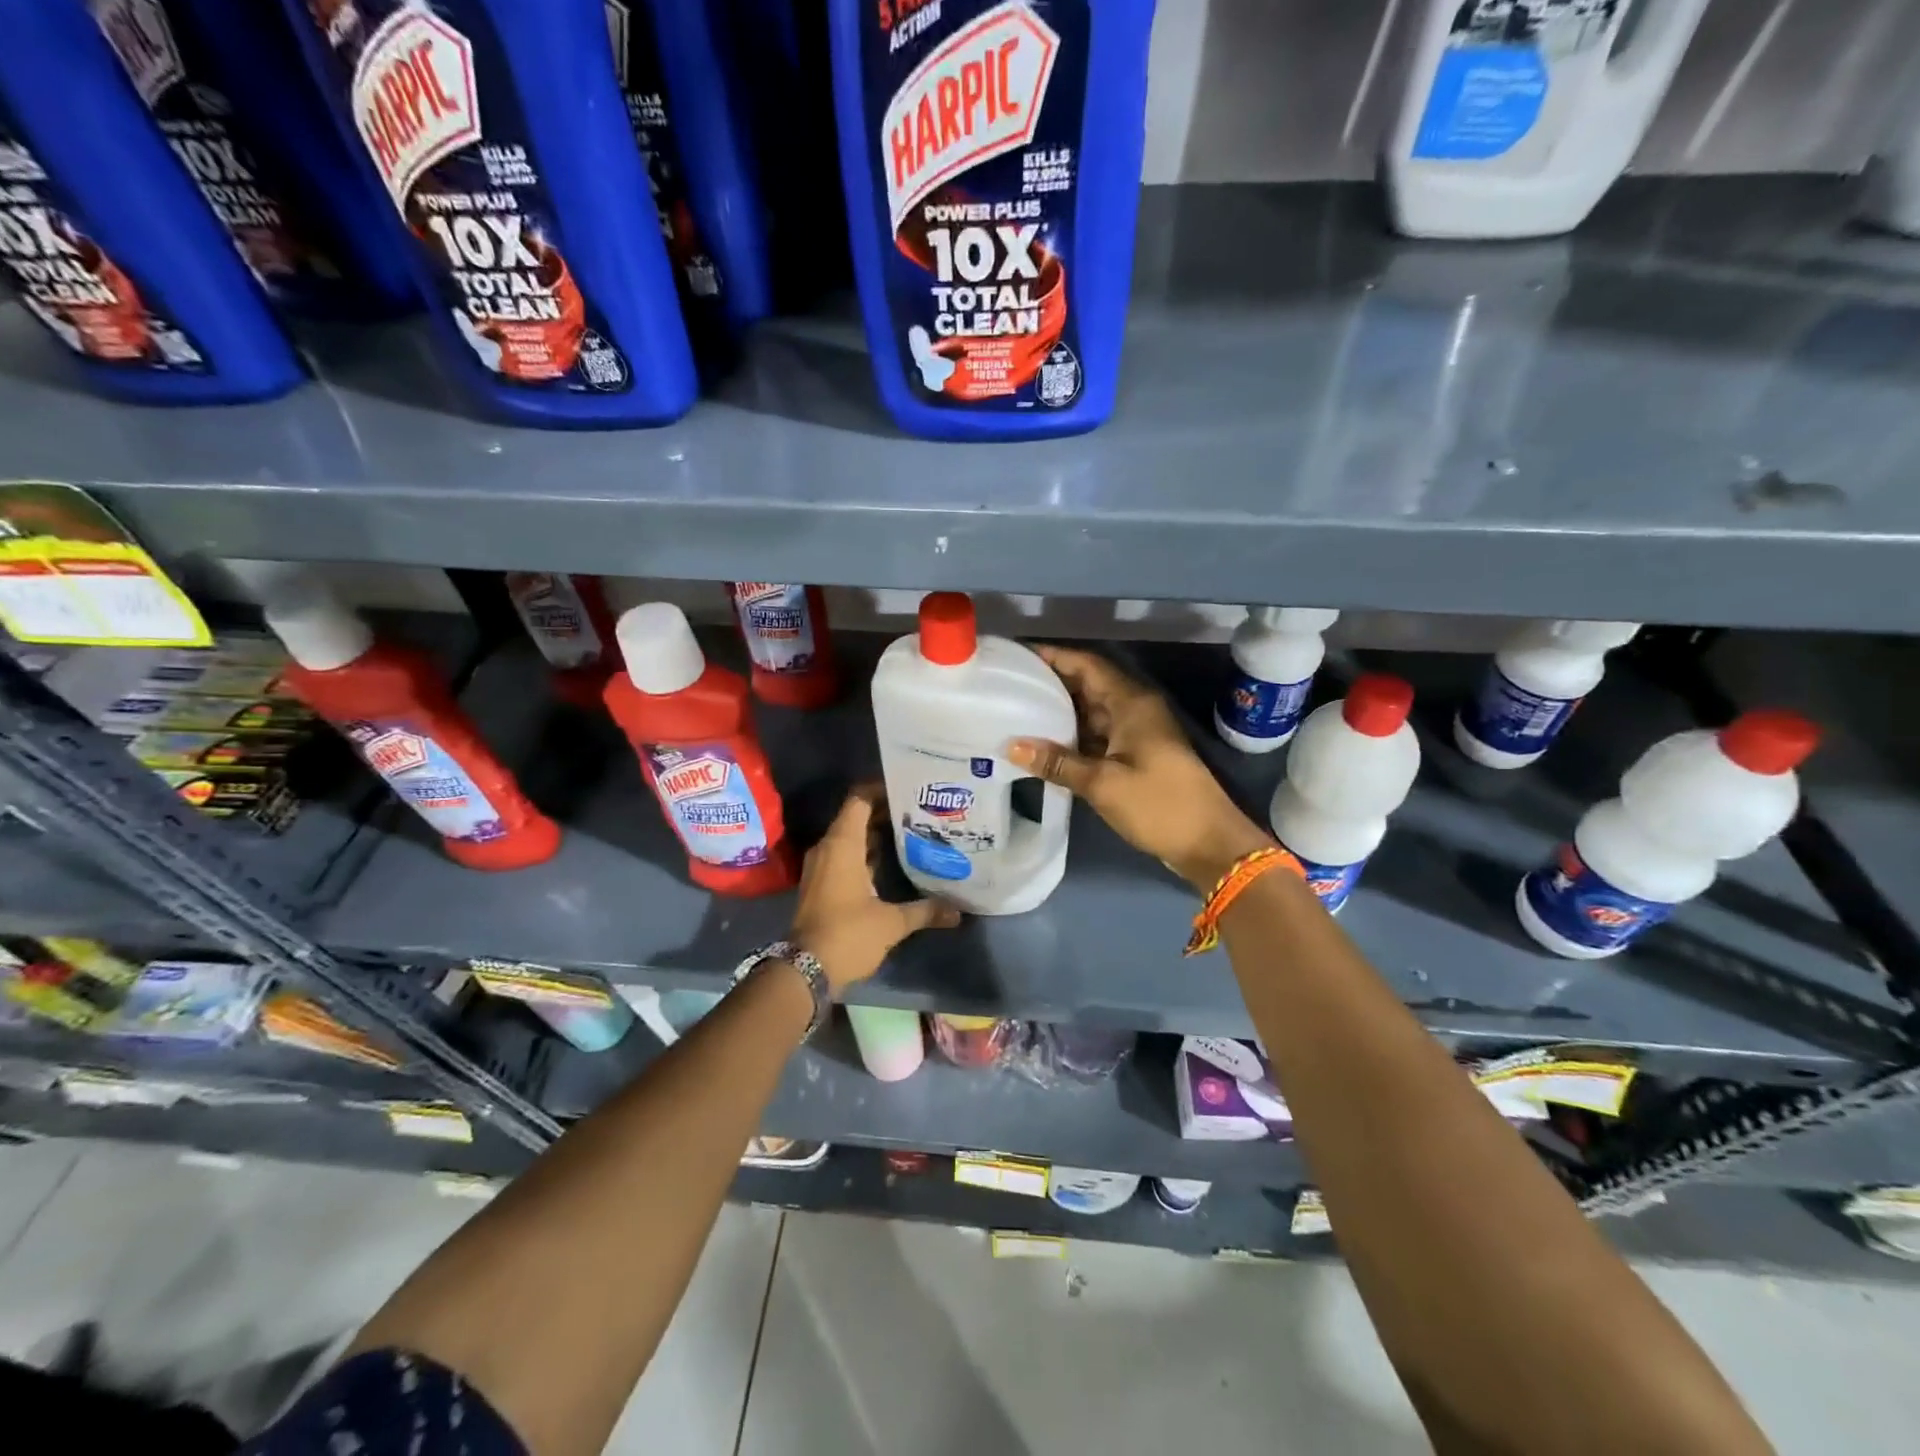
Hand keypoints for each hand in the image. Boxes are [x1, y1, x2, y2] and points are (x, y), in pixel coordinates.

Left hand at [788, 783, 961, 992]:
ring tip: (912, 832)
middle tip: (919, 811)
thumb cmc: (847, 934)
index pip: (859, 799)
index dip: (881, 790)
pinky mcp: (820, 884)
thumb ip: (925, 911)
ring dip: (876, 834)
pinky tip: (892, 862)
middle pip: (856, 817)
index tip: (908, 789)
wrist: (804, 970)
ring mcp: (821, 867)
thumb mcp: (891, 923)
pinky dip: (865, 853)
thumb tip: (958, 911)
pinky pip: (844, 856)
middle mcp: (828, 848)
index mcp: (842, 845)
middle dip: (885, 812)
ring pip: (850, 838)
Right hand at [1009, 646, 1270, 890]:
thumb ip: (1057, 762)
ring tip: (1017, 712)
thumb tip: (1011, 746)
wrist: (1208, 842)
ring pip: (1091, 712)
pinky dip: (1072, 737)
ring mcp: (1136, 733)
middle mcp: (1134, 709)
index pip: (1087, 665)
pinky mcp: (1135, 756)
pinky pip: (1097, 735)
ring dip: (1059, 712)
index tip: (1018, 657)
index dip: (1054, 656)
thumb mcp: (1103, 783)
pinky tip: (1043, 745)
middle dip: (1051, 683)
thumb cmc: (1158, 804)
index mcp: (1131, 702)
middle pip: (1087, 685)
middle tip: (1008, 686)